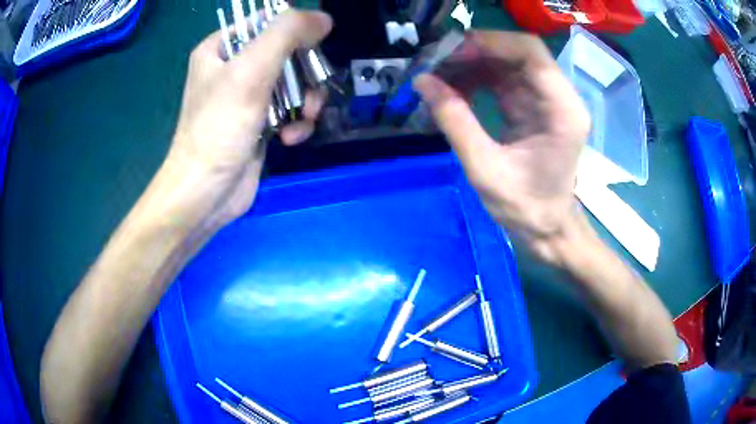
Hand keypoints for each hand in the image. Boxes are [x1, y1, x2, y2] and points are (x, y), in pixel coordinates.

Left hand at [165, 9, 331, 229]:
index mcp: (220, 48)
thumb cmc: (218, 129)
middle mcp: (232, 68)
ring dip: (305, 100)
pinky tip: (290, 138)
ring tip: (303, 119)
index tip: (309, 48)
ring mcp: (246, 96)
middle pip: (285, 51)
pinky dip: (296, 122)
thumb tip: (323, 18)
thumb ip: (286, 34)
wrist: (206, 193)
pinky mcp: (259, 122)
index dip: (293, 30)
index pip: (265, 20)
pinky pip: (289, 109)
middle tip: (310, 92)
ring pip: (293, 82)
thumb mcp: (250, 72)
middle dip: (304, 73)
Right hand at [414, 31, 589, 256]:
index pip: (530, 52)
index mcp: (561, 110)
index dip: (490, 43)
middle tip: (437, 61)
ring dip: (473, 62)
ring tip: (439, 73)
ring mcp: (548, 100)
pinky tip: (454, 86)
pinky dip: (478, 77)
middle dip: (476, 51)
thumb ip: (455, 121)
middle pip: (518, 52)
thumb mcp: (485, 169)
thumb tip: (423, 81)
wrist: (548, 227)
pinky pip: (504, 78)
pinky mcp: (534, 106)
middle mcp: (560, 97)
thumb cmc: (525, 207)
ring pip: (508, 62)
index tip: (451, 52)